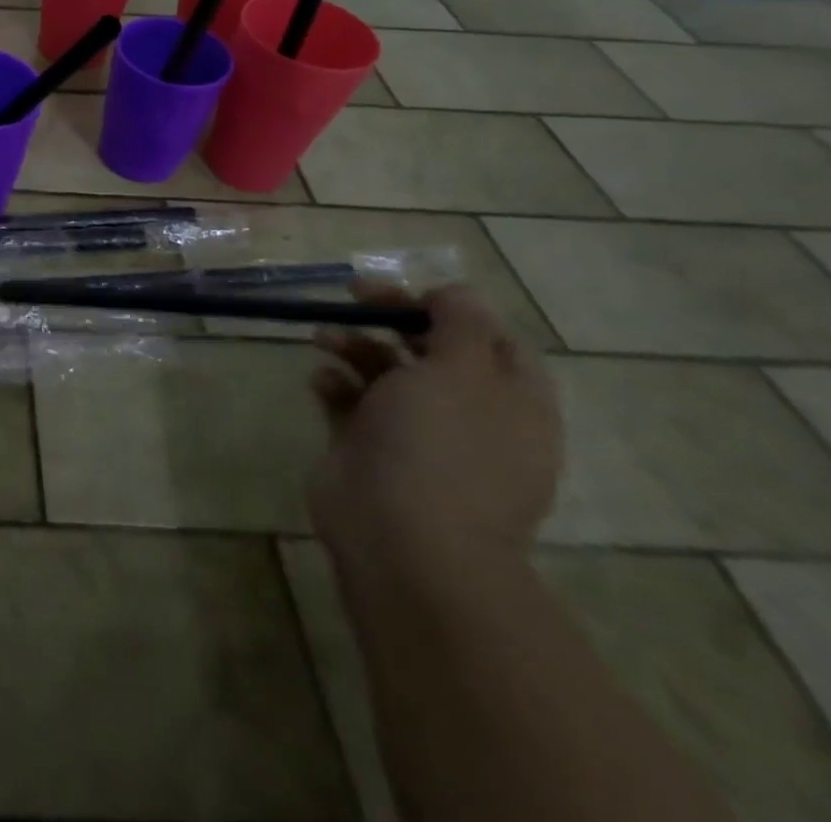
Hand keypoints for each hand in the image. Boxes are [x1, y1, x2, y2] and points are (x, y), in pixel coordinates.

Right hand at [308, 284, 561, 574]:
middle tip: (353, 296)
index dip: (452, 309)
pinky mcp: (369, 448)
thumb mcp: (462, 371)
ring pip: (385, 372)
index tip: (411, 293)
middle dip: (391, 318)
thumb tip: (453, 294)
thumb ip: (460, 324)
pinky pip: (350, 402)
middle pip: (431, 350)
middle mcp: (468, 416)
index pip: (494, 340)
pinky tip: (320, 380)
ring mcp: (416, 435)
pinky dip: (334, 384)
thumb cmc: (440, 447)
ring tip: (322, 336)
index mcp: (510, 402)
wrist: (401, 538)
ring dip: (354, 345)